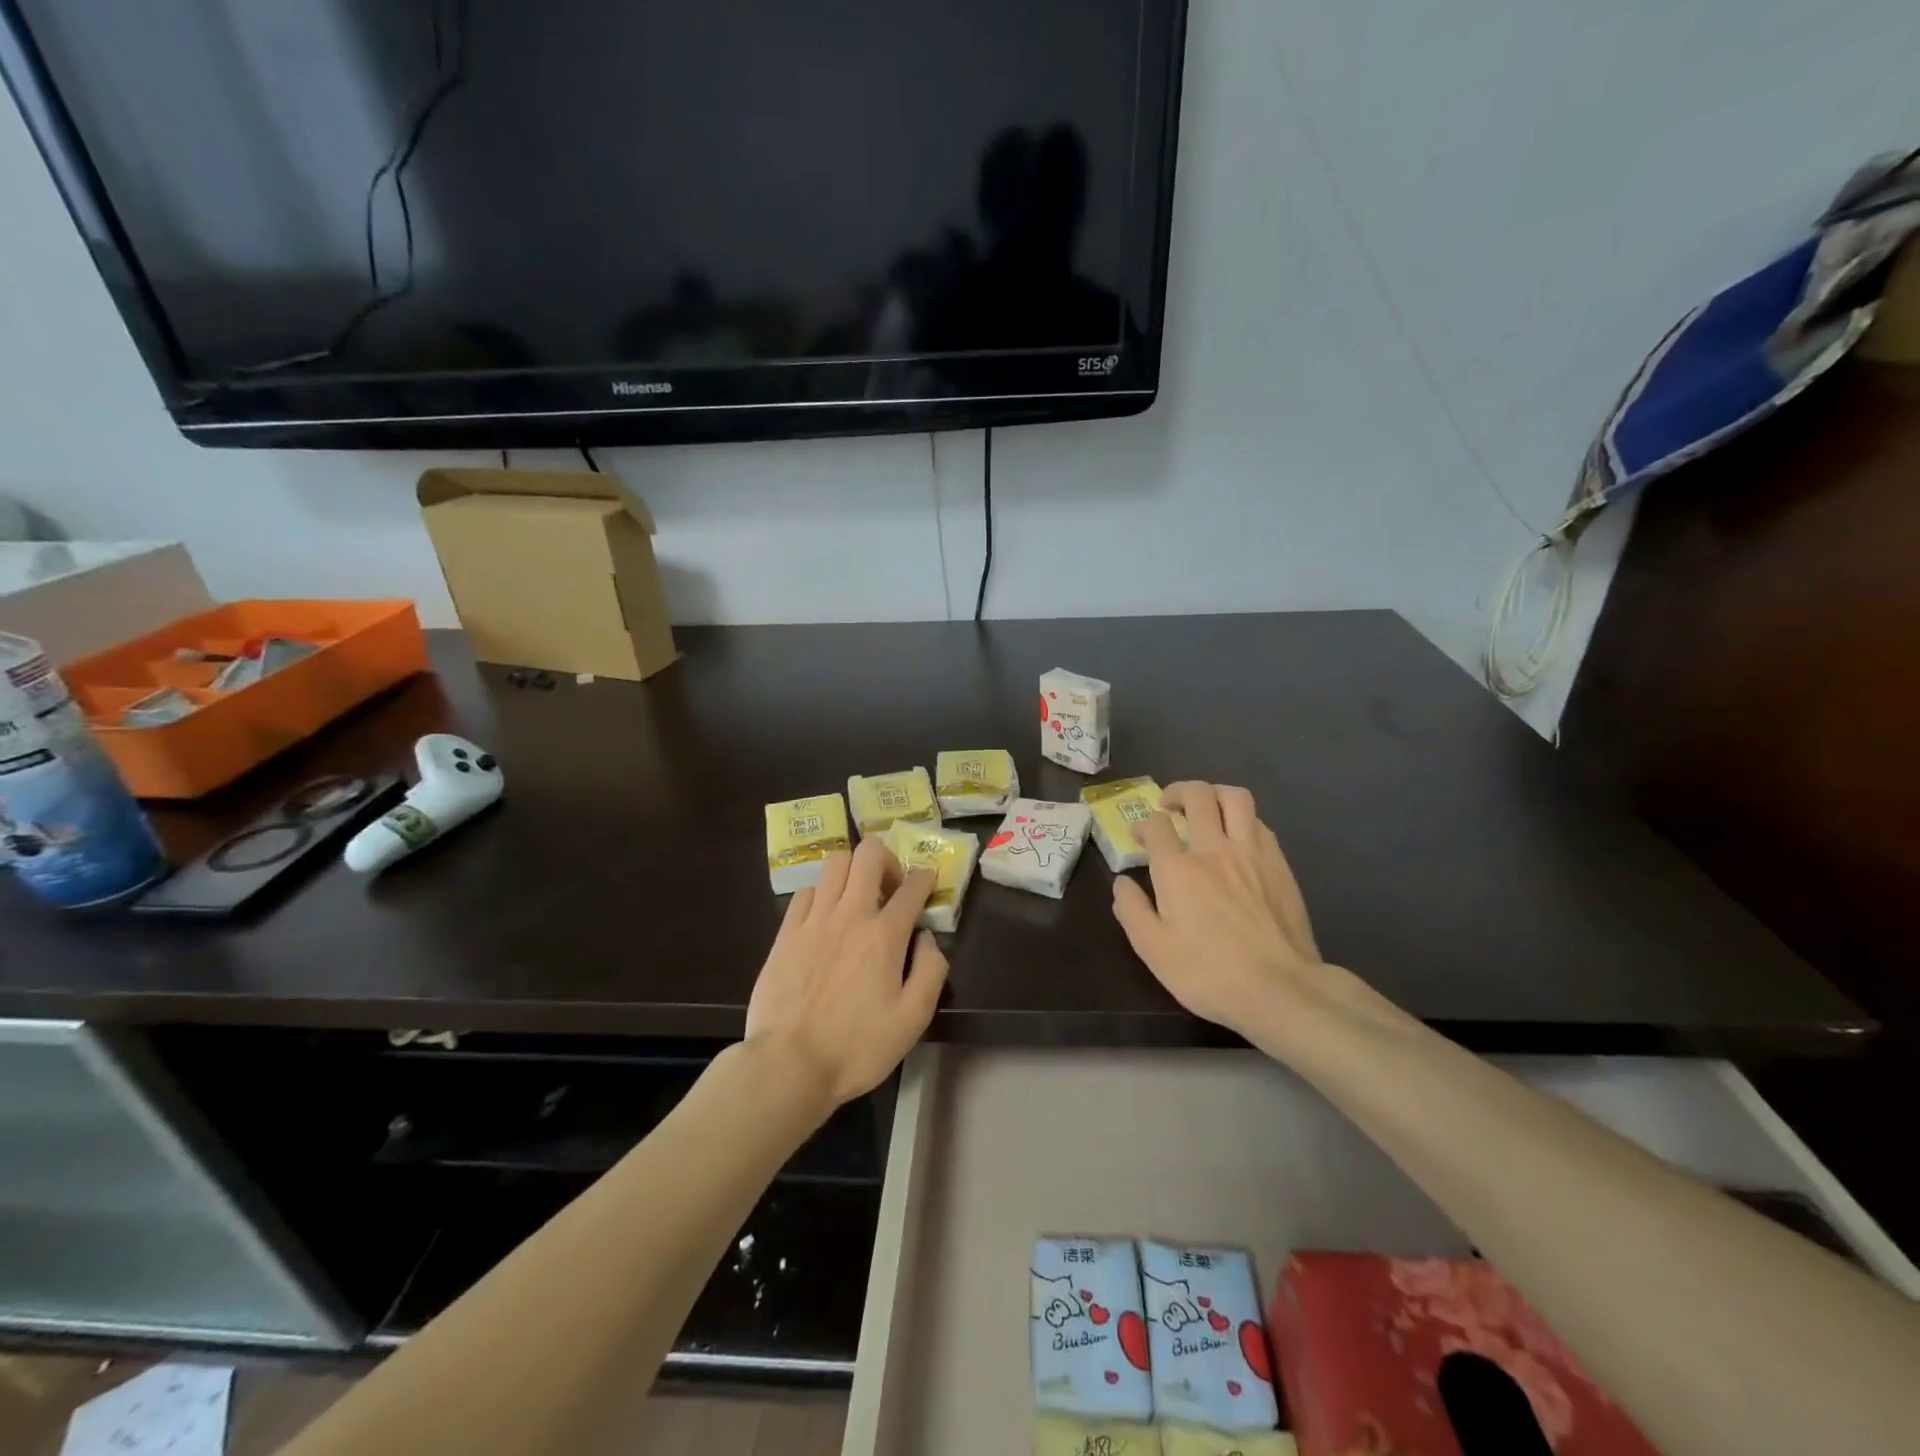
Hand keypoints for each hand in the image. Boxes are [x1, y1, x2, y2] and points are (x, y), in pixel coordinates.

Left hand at [745, 837, 948, 1106]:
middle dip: (886, 858)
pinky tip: (825, 917)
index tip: (928, 881)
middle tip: (890, 885)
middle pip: (868, 854)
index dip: (925, 877)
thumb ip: (930, 971)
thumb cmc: (856, 1047)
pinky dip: (822, 893)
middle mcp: (850, 914)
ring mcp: (814, 920)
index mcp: (884, 935)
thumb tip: (927, 938)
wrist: (788, 1064)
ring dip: (853, 870)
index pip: (912, 886)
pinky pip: (806, 891)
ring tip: (857, 896)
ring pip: (835, 862)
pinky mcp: (786, 932)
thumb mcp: (912, 1019)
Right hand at [1109, 781, 1324, 1047]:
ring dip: (1214, 794)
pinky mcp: (1280, 865)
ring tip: (1205, 808)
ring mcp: (1252, 854)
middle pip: (1197, 796)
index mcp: (1178, 870)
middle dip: (1178, 792)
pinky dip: (1242, 819)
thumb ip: (1132, 910)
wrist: (1281, 990)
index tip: (1139, 837)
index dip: (1143, 824)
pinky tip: (1238, 837)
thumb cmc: (1208, 973)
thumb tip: (1122, 882)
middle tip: (1169, 805)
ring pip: (1235, 798)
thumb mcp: (1153, 950)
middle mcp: (1214, 850)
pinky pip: (1260, 823)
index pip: (1156, 825)